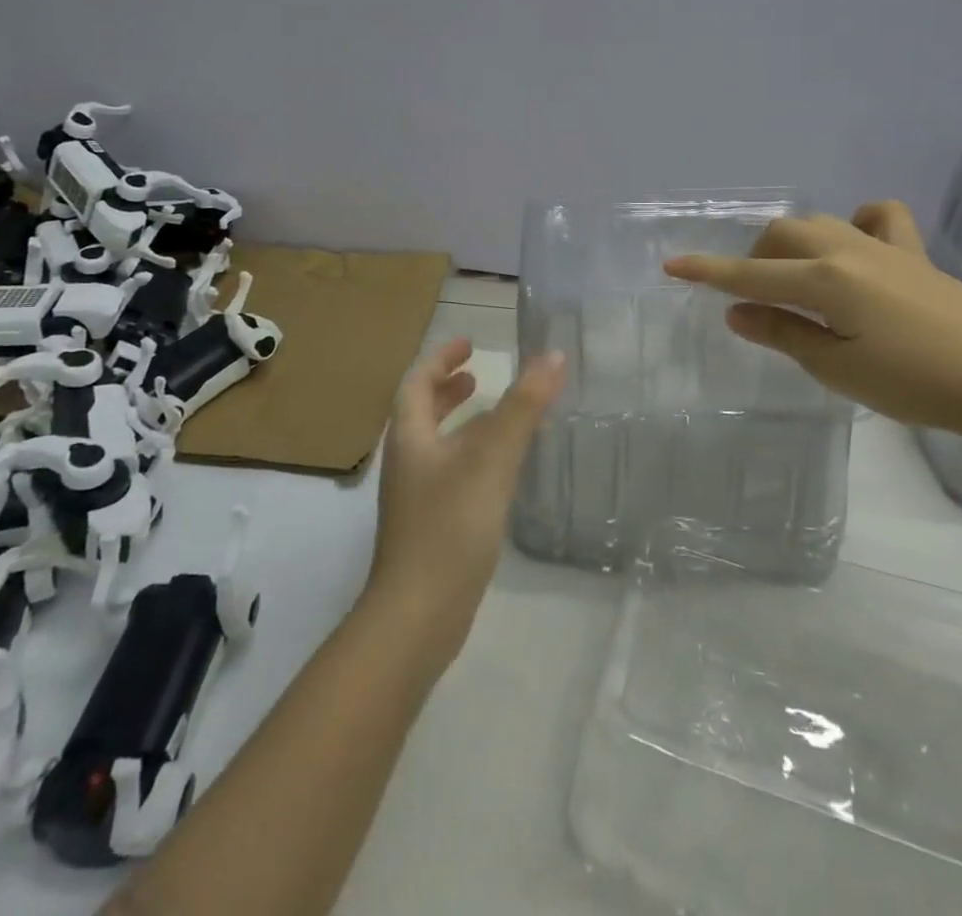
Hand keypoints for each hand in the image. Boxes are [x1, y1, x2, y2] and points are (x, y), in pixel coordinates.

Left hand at [366, 338, 566, 658]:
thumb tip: (553, 355)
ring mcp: (416, 498)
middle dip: (449, 390)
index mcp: (410, 437)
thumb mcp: (491, 458)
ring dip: (463, 423)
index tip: (469, 344)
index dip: (441, 358)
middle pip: (422, 412)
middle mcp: (408, 462)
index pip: (418, 382)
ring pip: (439, 445)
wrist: (418, 617)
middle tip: (479, 376)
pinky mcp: (431, 527)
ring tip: (499, 416)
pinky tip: (502, 471)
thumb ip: (523, 407)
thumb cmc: (449, 526)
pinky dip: (473, 456)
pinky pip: (452, 474)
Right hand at [665, 201, 961, 441]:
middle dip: (755, 259)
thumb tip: (737, 312)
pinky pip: (878, 218)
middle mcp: (847, 251)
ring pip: (819, 223)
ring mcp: (884, 247)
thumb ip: (783, 333)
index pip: (750, 275)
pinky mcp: (914, 254)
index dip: (707, 272)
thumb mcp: (836, 368)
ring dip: (793, 244)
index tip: (671, 266)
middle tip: (757, 299)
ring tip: (796, 280)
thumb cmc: (914, 383)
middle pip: (782, 235)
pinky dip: (856, 224)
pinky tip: (855, 248)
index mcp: (824, 281)